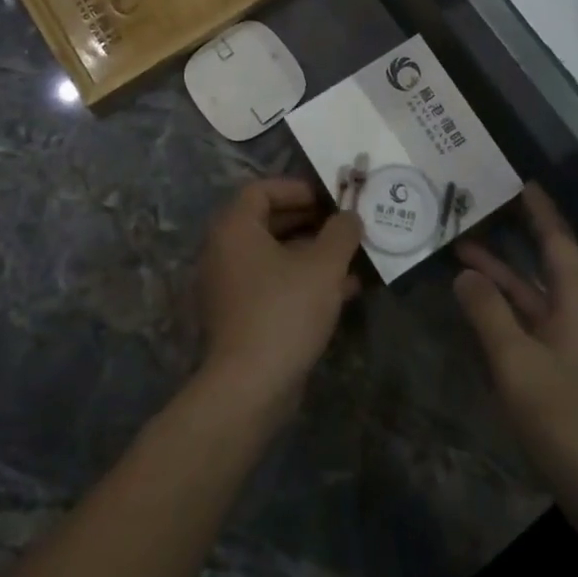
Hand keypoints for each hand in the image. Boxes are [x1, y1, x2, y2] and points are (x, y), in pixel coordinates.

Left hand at [194, 178, 364, 419]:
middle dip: (310, 221)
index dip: (296, 188)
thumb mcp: (323, 266)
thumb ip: (341, 233)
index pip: (261, 190)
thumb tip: (350, 216)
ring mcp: (230, 286)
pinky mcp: (240, 317)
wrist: (249, 387)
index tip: (328, 198)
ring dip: (313, 253)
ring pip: (275, 256)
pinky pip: (273, 284)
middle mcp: (224, 251)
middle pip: (268, 222)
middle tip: (344, 225)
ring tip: (353, 258)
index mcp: (235, 228)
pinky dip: (304, 280)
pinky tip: (344, 291)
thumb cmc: (284, 311)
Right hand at [454, 183, 577, 510]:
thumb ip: (487, 312)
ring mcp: (571, 340)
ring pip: (533, 291)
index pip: (558, 240)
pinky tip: (476, 302)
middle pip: (546, 260)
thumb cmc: (563, 417)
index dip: (539, 210)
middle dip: (516, 233)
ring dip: (502, 271)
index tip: (519, 182)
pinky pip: (530, 317)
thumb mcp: (515, 362)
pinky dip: (504, 303)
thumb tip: (465, 274)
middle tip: (483, 205)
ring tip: (461, 247)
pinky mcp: (563, 363)